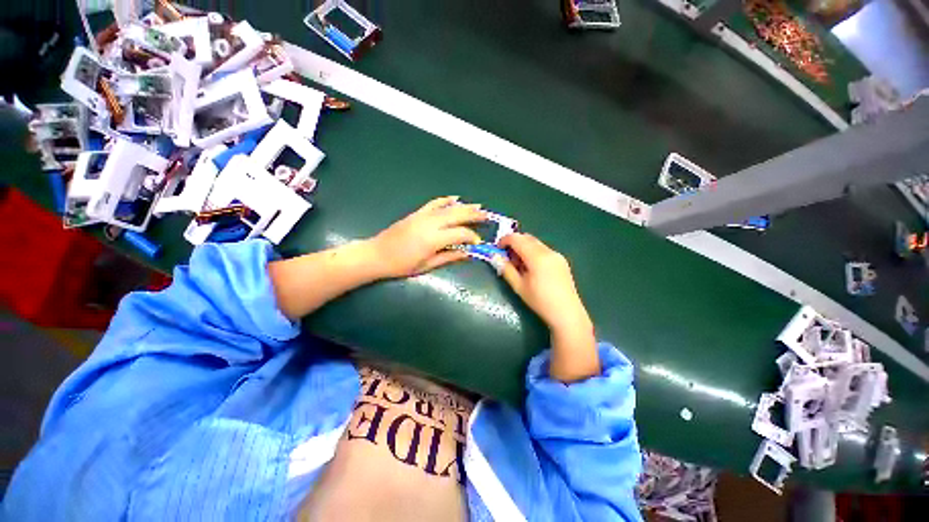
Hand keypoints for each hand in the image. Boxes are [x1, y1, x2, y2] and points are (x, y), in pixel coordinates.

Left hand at [369, 196, 486, 277]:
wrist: (376, 255)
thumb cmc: (401, 265)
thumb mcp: (426, 265)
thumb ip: (448, 257)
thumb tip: (467, 253)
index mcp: (433, 239)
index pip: (460, 234)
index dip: (471, 238)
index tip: (478, 243)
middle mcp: (430, 223)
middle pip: (457, 216)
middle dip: (474, 215)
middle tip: (487, 216)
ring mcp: (423, 216)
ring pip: (448, 208)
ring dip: (464, 207)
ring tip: (478, 207)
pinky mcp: (416, 213)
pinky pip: (434, 203)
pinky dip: (445, 200)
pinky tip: (455, 198)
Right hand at [498, 233, 590, 330]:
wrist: (566, 313)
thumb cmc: (540, 301)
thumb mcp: (519, 286)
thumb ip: (506, 269)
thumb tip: (495, 258)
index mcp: (537, 257)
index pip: (517, 239)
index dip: (504, 240)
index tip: (497, 249)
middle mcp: (548, 251)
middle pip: (527, 238)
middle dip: (514, 243)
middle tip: (506, 257)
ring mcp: (557, 255)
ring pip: (535, 243)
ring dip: (523, 247)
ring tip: (518, 264)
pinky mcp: (561, 260)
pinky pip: (543, 250)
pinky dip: (533, 252)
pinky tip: (531, 268)